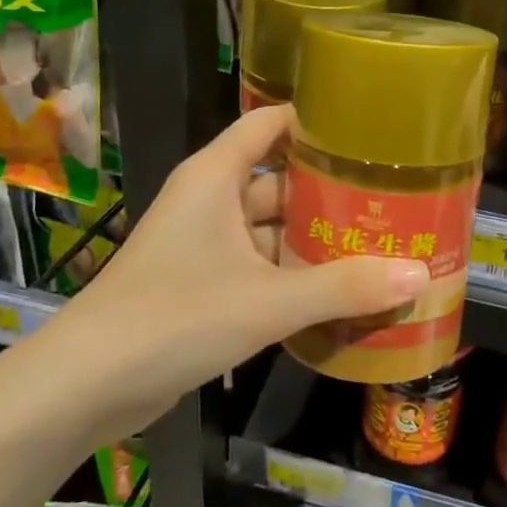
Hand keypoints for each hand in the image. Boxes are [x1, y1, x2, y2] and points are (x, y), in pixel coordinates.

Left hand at [44, 105, 428, 429]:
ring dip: (315, 241)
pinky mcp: (202, 285)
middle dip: (331, 192)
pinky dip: (293, 276)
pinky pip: (258, 267)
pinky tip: (340, 293)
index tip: (371, 132)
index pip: (271, 124)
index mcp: (215, 176)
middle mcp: (210, 200)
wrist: (87, 385)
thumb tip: (420, 275)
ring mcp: (204, 244)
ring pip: (271, 230)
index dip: (316, 122)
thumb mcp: (268, 301)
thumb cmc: (175, 316)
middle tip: (394, 199)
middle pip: (280, 180)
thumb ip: (344, 287)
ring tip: (380, 246)